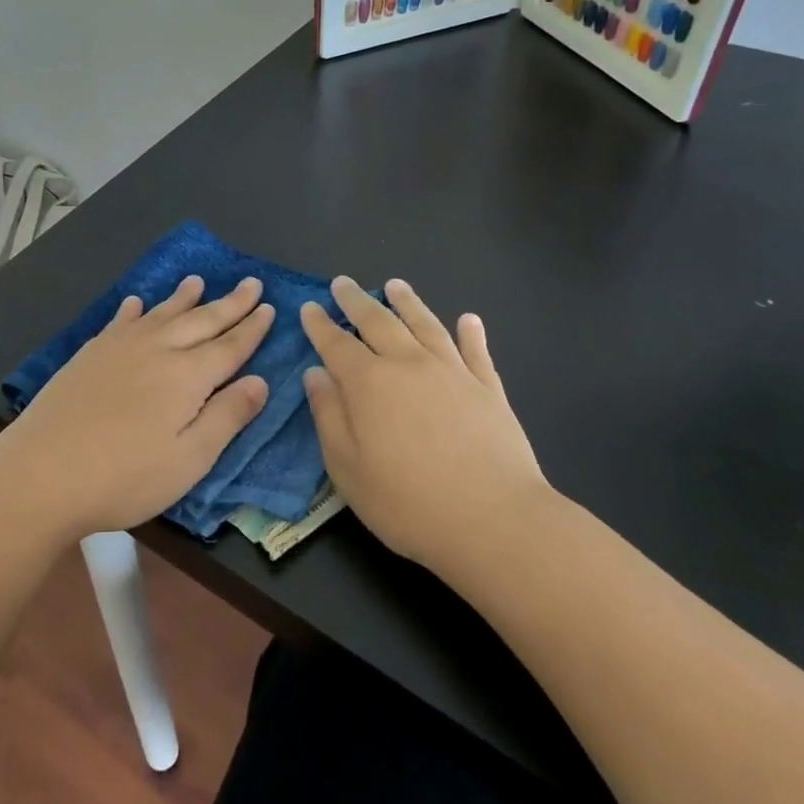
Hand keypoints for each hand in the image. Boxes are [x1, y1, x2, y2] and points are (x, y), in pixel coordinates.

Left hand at [0, 275, 273, 542]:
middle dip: (230, 303)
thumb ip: (226, 417)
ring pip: (162, 313)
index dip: (252, 327)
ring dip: (184, 297)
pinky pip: (120, 321)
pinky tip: (136, 302)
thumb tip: (260, 380)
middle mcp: (158, 350)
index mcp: (188, 376)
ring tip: (198, 280)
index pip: (230, 345)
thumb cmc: (124, 477)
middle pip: (202, 321)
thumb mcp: (188, 460)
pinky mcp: (90, 354)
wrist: (41, 473)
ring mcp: (120, 348)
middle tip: (251, 283)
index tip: (270, 306)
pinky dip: (134, 309)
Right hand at [300, 277, 544, 573]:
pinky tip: (468, 319)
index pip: (336, 344)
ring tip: (395, 285)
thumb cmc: (407, 502)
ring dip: (407, 302)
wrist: (494, 520)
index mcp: (369, 383)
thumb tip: (316, 373)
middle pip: (378, 322)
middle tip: (343, 283)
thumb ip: (329, 415)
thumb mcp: (347, 467)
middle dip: (356, 301)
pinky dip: (471, 332)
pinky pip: (476, 351)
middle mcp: (409, 364)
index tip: (309, 307)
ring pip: (425, 324)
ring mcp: (453, 372)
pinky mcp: (488, 389)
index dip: (320, 324)